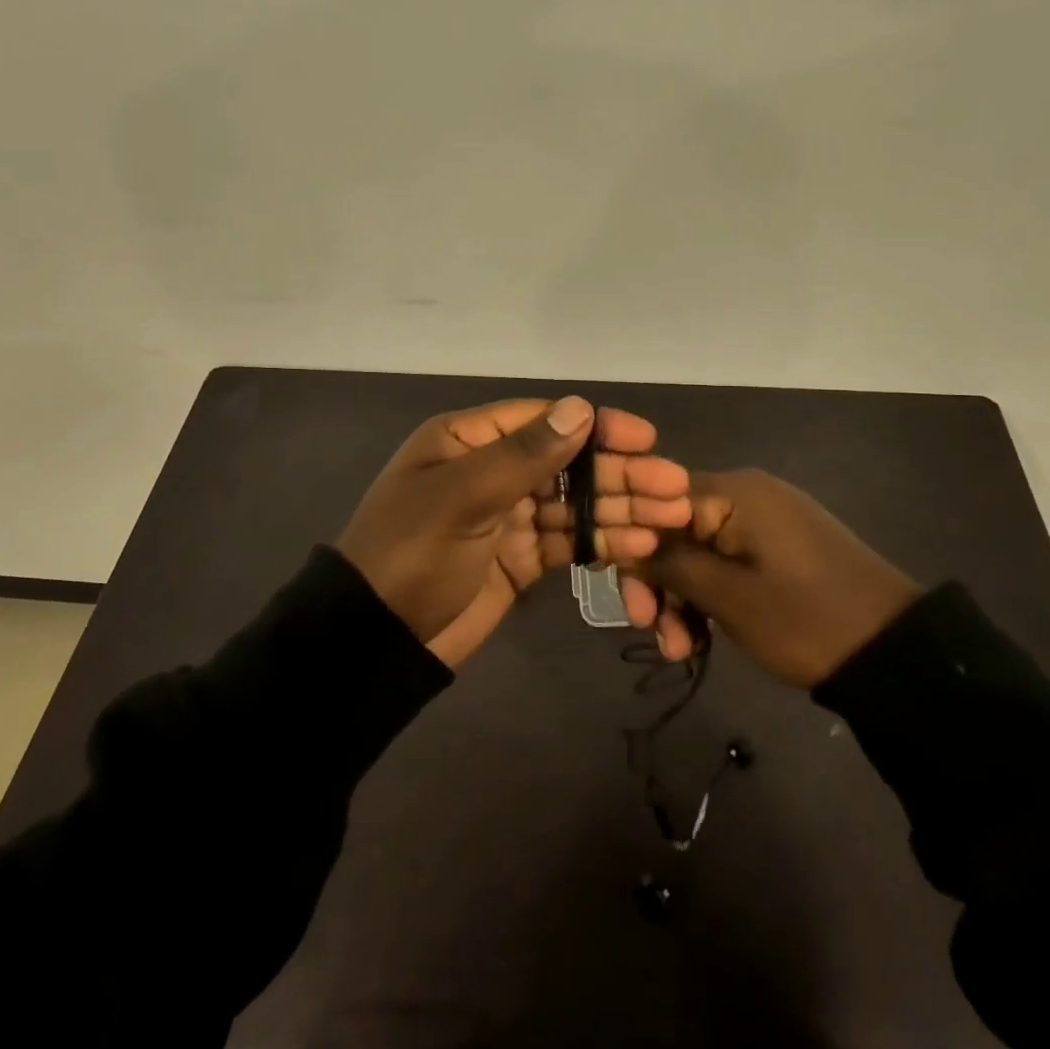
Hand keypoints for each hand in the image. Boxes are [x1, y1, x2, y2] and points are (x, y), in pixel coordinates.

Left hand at [338, 397, 690, 666]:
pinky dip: (601, 542)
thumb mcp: (463, 496)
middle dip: (620, 474)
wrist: (376, 640)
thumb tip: (580, 408)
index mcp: (468, 440)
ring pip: (575, 504)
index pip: (544, 421)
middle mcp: (491, 470)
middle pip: (568, 463)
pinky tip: (639, 545)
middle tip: (674, 487)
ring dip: (621, 509)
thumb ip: (524, 455)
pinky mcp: (519, 558)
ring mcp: (507, 516)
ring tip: (671, 517)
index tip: (646, 437)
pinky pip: (567, 541)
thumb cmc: (413, 553)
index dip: (597, 426)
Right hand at [622, 469, 922, 687]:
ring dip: (681, 598)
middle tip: (651, 632)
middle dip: (658, 582)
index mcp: (735, 492)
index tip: (630, 599)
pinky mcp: (777, 548)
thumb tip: (626, 547)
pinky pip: (725, 561)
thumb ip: (671, 566)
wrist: (897, 652)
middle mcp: (745, 495)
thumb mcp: (730, 598)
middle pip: (675, 530)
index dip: (633, 548)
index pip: (656, 504)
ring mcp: (764, 522)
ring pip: (698, 551)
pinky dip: (709, 596)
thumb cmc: (806, 620)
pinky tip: (701, 638)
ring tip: (680, 651)